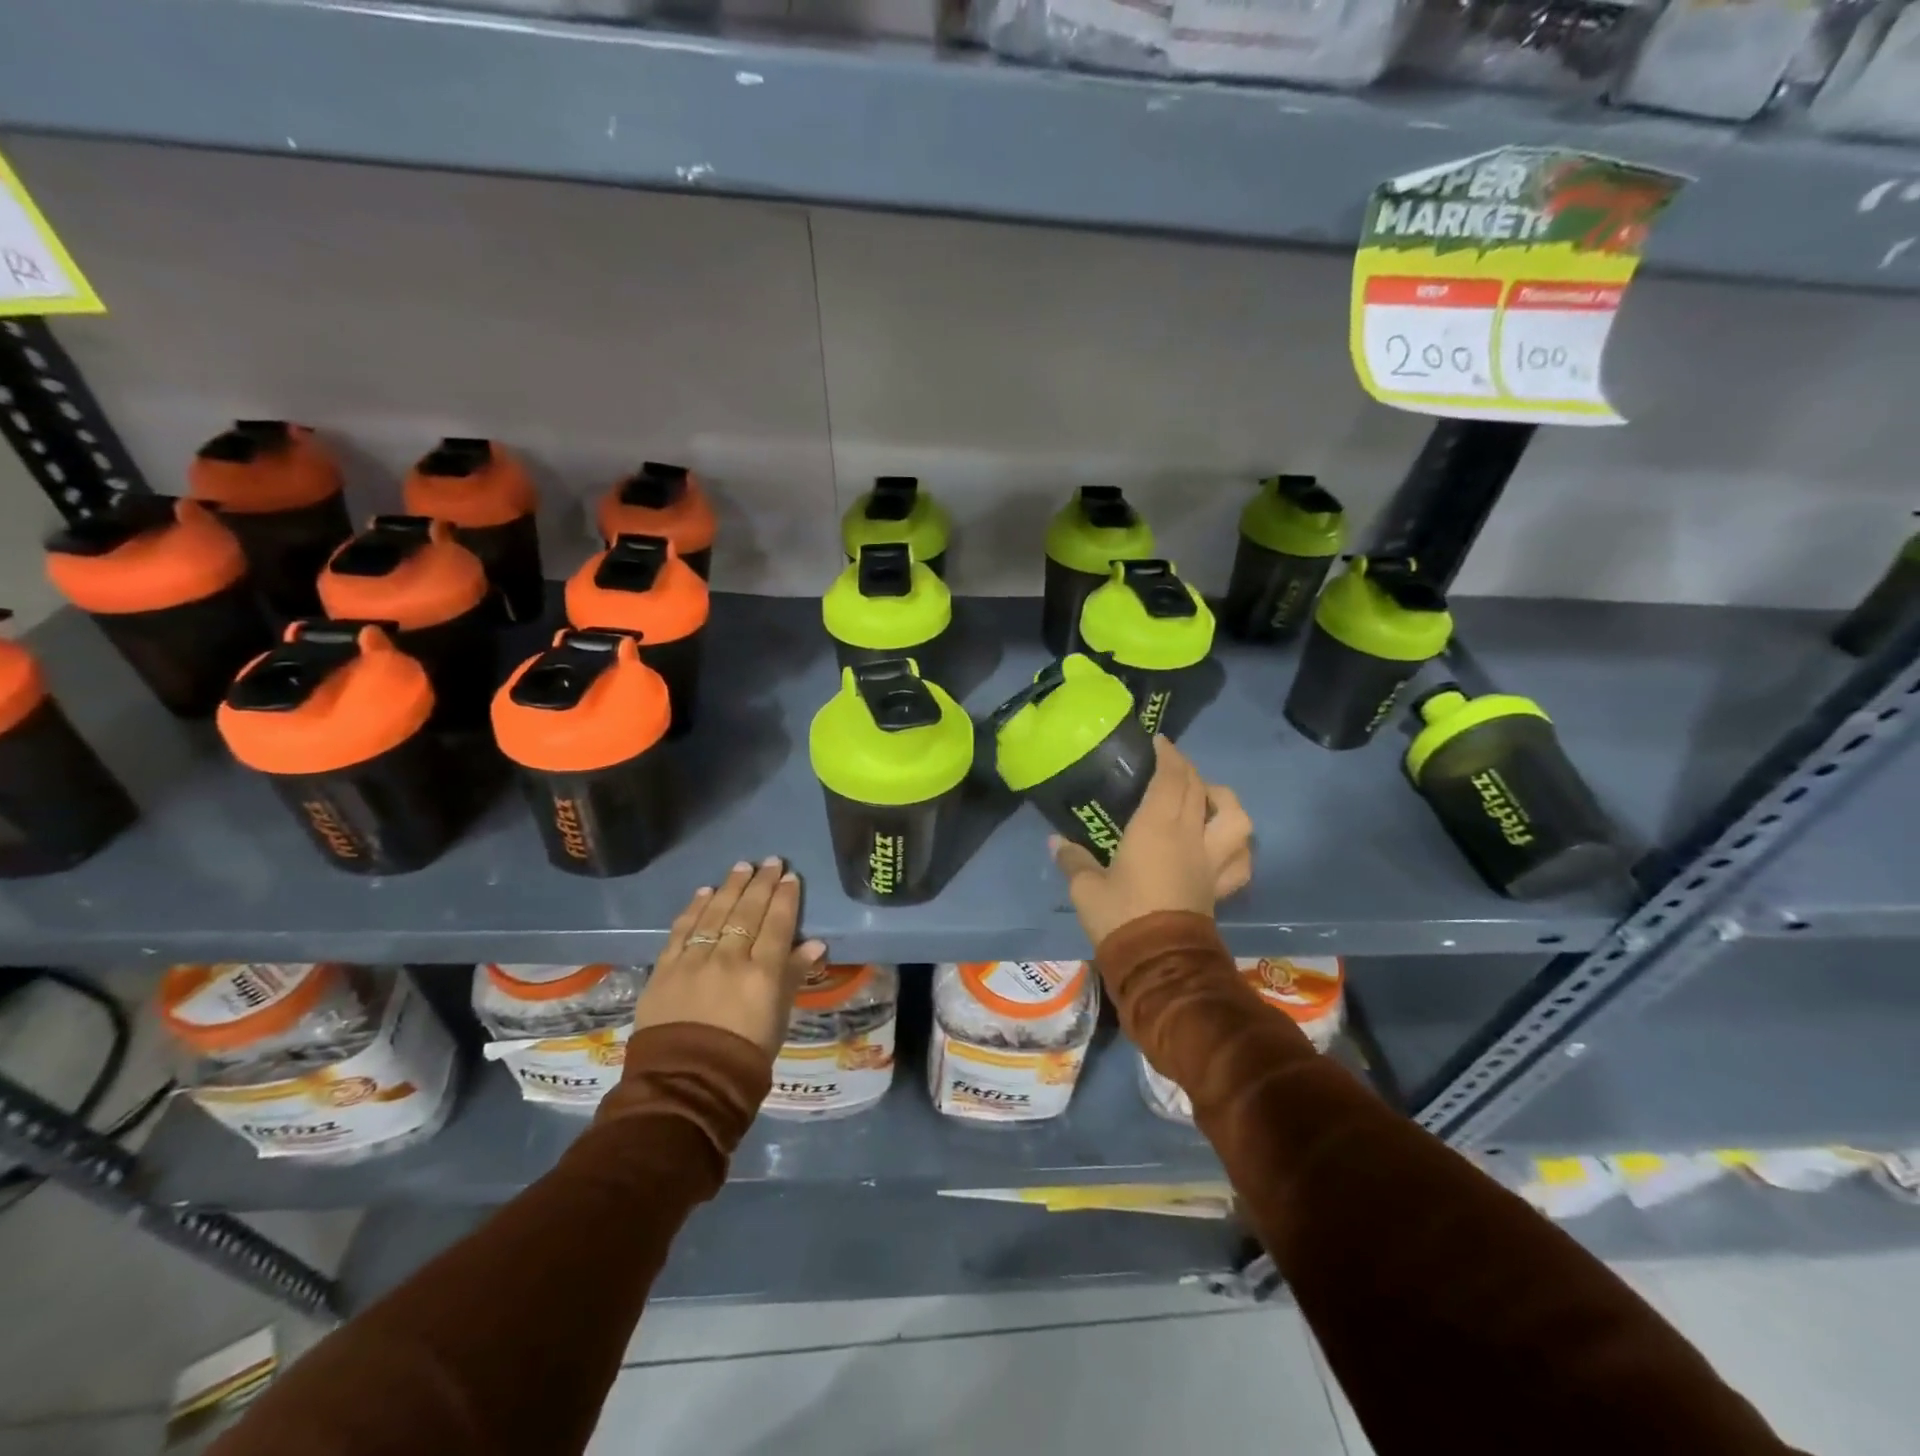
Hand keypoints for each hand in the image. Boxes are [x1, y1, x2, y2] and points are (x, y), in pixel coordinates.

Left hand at [632, 858, 826, 1056]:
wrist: (685, 1084)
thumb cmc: (743, 1057)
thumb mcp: (778, 1018)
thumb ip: (793, 977)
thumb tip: (814, 945)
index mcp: (762, 973)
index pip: (777, 924)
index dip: (785, 898)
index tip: (790, 877)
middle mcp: (729, 959)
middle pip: (747, 912)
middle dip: (761, 884)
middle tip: (770, 861)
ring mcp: (694, 961)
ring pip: (715, 913)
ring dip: (730, 887)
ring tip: (741, 867)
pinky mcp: (665, 969)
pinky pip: (682, 930)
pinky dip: (694, 908)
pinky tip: (704, 892)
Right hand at [1050, 738, 1252, 949]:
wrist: (1160, 963)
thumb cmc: (1121, 917)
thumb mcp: (1086, 888)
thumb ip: (1072, 860)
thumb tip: (1057, 842)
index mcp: (1157, 827)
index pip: (1171, 778)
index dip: (1168, 755)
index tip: (1158, 742)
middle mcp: (1190, 836)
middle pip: (1199, 788)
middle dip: (1186, 769)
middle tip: (1169, 765)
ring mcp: (1211, 861)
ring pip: (1235, 817)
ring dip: (1223, 800)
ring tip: (1206, 799)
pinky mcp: (1219, 886)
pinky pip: (1240, 860)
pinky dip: (1237, 846)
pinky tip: (1223, 844)